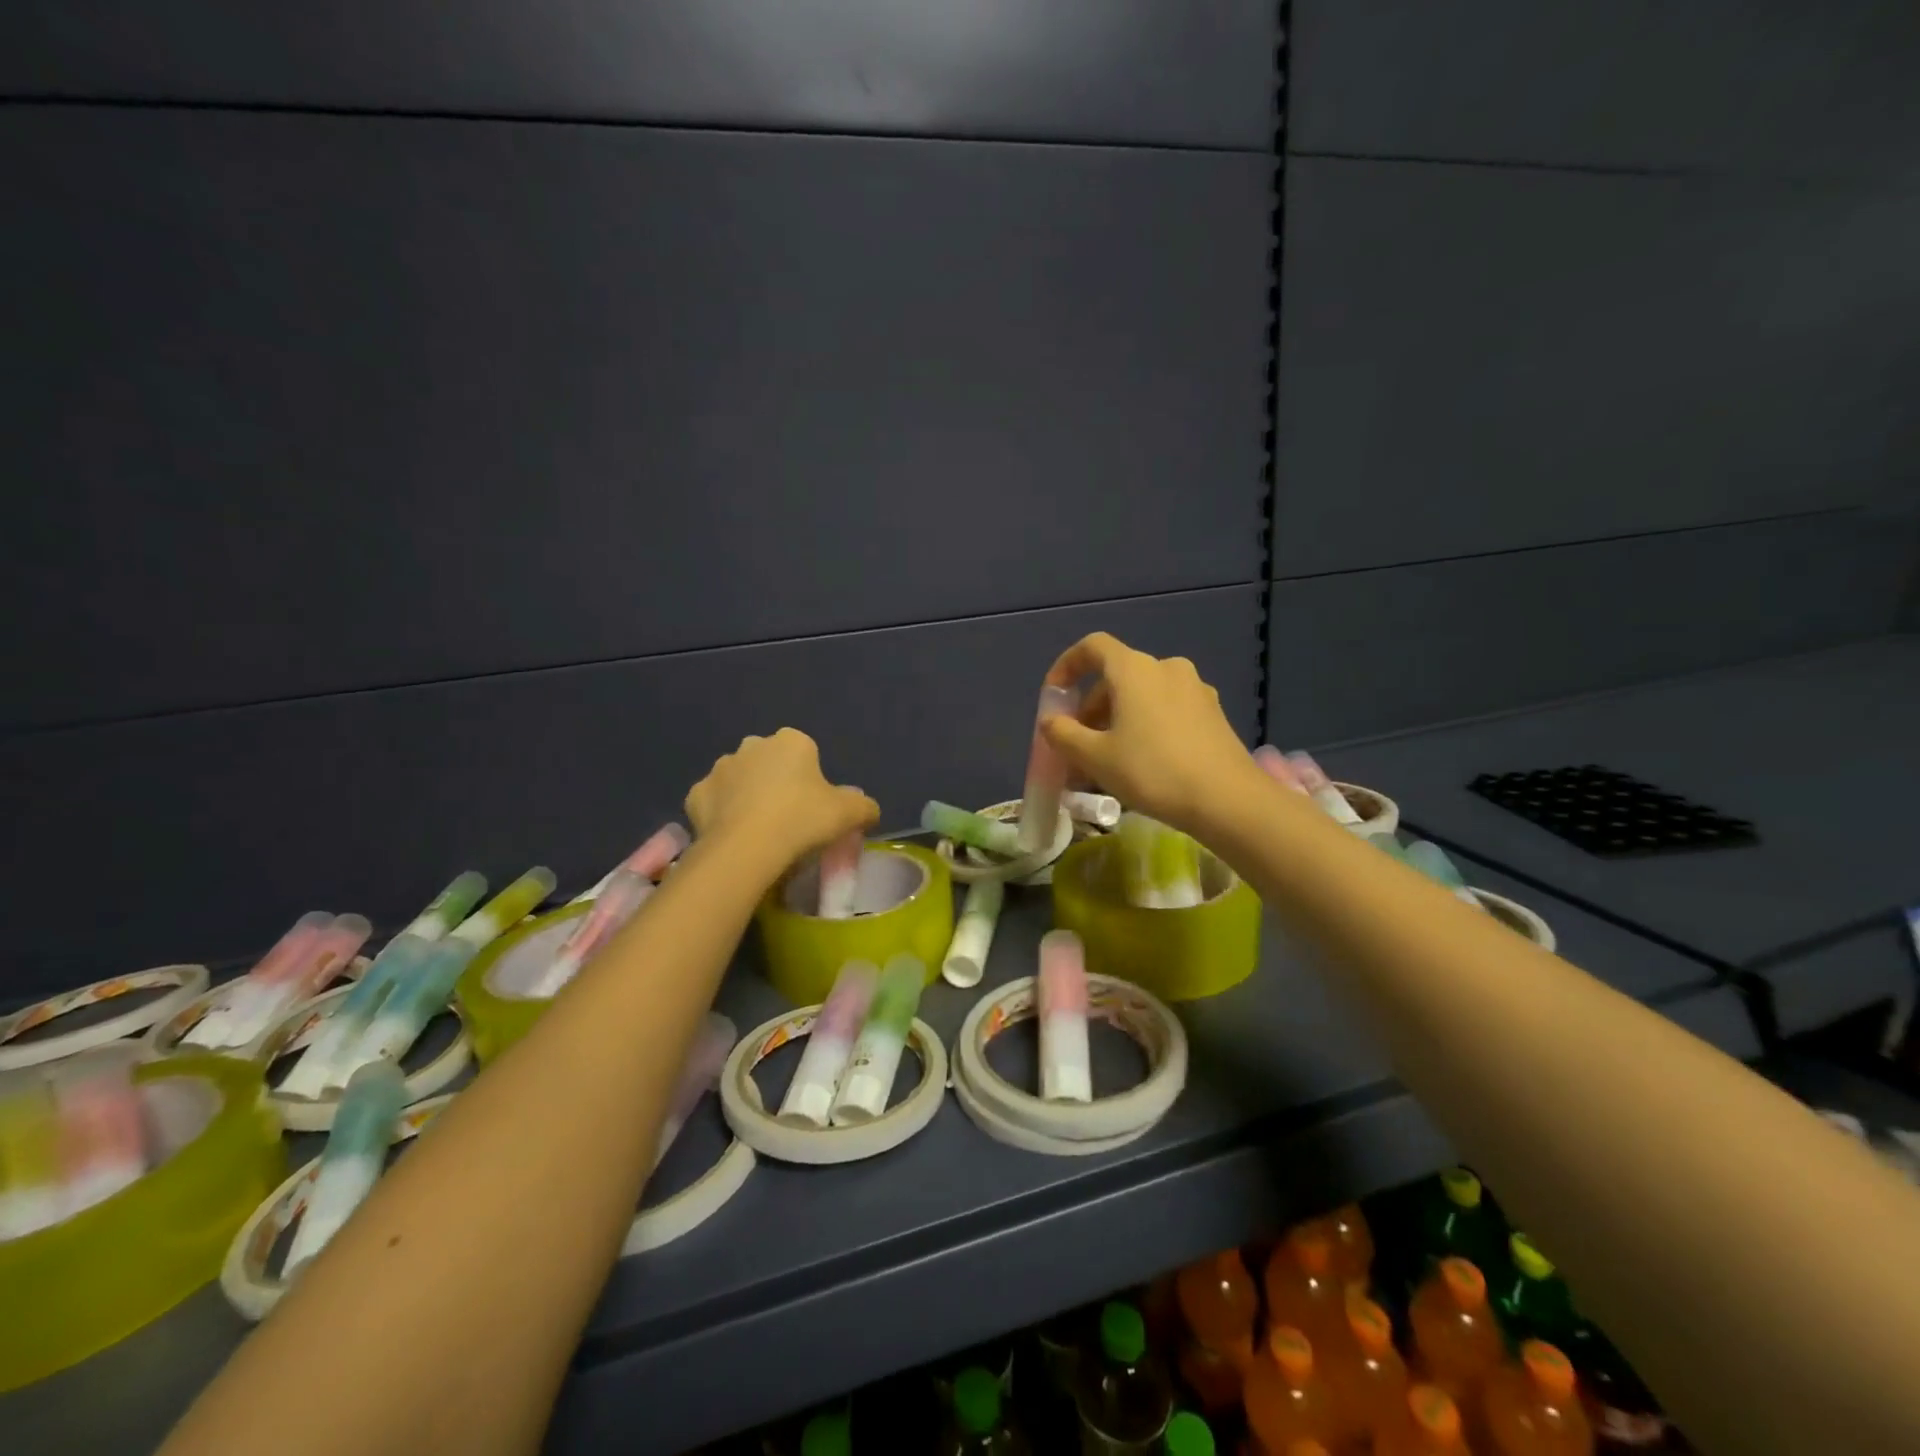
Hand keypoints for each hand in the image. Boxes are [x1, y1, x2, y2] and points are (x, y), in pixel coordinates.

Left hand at [685, 728, 878, 867]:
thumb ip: (865, 807)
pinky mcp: (695, 795)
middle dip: (776, 783)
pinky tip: (734, 838)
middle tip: (788, 820)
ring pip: (739, 781)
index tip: (814, 808)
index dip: (811, 780)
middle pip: (770, 763)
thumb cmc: (803, 821)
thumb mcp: (850, 815)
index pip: (805, 753)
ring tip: (759, 832)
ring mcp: (720, 769)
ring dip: (747, 797)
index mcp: (791, 741)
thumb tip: (868, 810)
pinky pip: (715, 803)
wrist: (746, 849)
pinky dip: (722, 816)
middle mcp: (753, 745)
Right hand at [1040, 633, 1259, 836]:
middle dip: (1090, 709)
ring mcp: (1195, 689)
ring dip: (1116, 721)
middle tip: (1077, 746)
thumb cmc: (1152, 771)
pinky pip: (1166, 710)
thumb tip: (1050, 721)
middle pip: (1116, 677)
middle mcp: (1166, 668)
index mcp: (1135, 669)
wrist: (1228, 800)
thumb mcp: (1095, 757)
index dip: (1066, 666)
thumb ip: (1063, 734)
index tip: (1054, 698)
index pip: (1092, 647)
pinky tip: (1141, 764)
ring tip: (1105, 762)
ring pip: (1142, 697)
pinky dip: (1144, 727)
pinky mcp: (1212, 713)